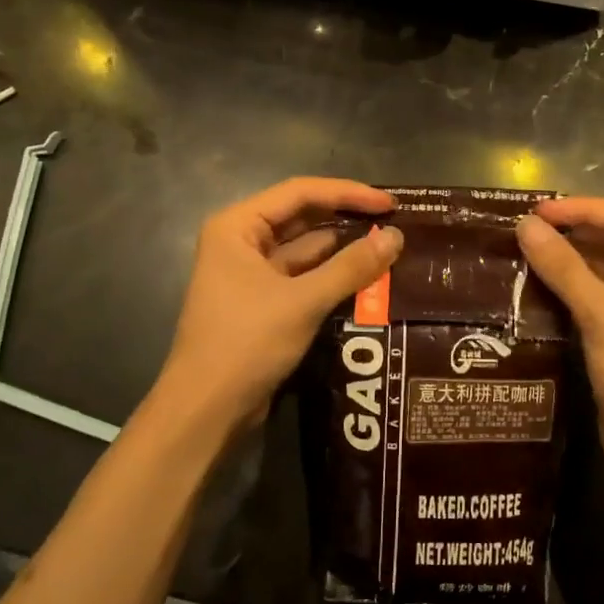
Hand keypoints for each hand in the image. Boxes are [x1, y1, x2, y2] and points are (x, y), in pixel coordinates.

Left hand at [154, 178, 401, 435]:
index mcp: (238, 227)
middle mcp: (241, 242)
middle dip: (347, 220)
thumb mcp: (303, 301)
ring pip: (306, 250)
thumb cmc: (246, 343)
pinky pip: (304, 277)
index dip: (348, 193)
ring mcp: (251, 273)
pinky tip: (368, 278)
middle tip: (396, 222)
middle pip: (303, 218)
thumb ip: (351, 267)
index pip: (300, 193)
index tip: (390, 204)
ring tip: (390, 248)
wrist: (205, 411)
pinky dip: (333, 276)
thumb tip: (397, 237)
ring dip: (344, 250)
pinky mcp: (263, 302)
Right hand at [516, 197, 603, 476]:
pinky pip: (602, 294)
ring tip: (528, 249)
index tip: (538, 211)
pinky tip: (541, 281)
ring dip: (572, 259)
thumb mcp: (602, 315)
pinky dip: (575, 286)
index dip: (582, 210)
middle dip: (576, 232)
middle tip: (528, 228)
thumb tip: (525, 225)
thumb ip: (563, 267)